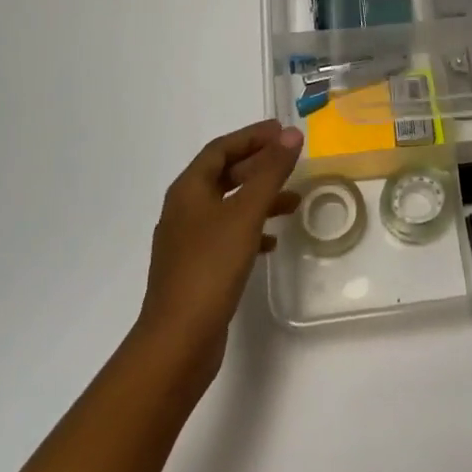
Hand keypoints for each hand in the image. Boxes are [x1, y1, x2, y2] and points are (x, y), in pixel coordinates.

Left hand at [137, 120, 302, 379]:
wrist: (178, 341)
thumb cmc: (210, 267)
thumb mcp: (246, 213)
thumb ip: (270, 172)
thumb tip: (292, 134)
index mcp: (188, 190)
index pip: (220, 149)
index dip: (251, 136)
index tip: (282, 130)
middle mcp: (183, 210)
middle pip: (223, 175)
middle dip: (258, 165)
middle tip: (290, 160)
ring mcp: (187, 241)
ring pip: (228, 205)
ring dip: (259, 198)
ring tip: (294, 202)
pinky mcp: (196, 269)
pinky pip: (227, 234)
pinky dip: (251, 229)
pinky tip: (272, 242)